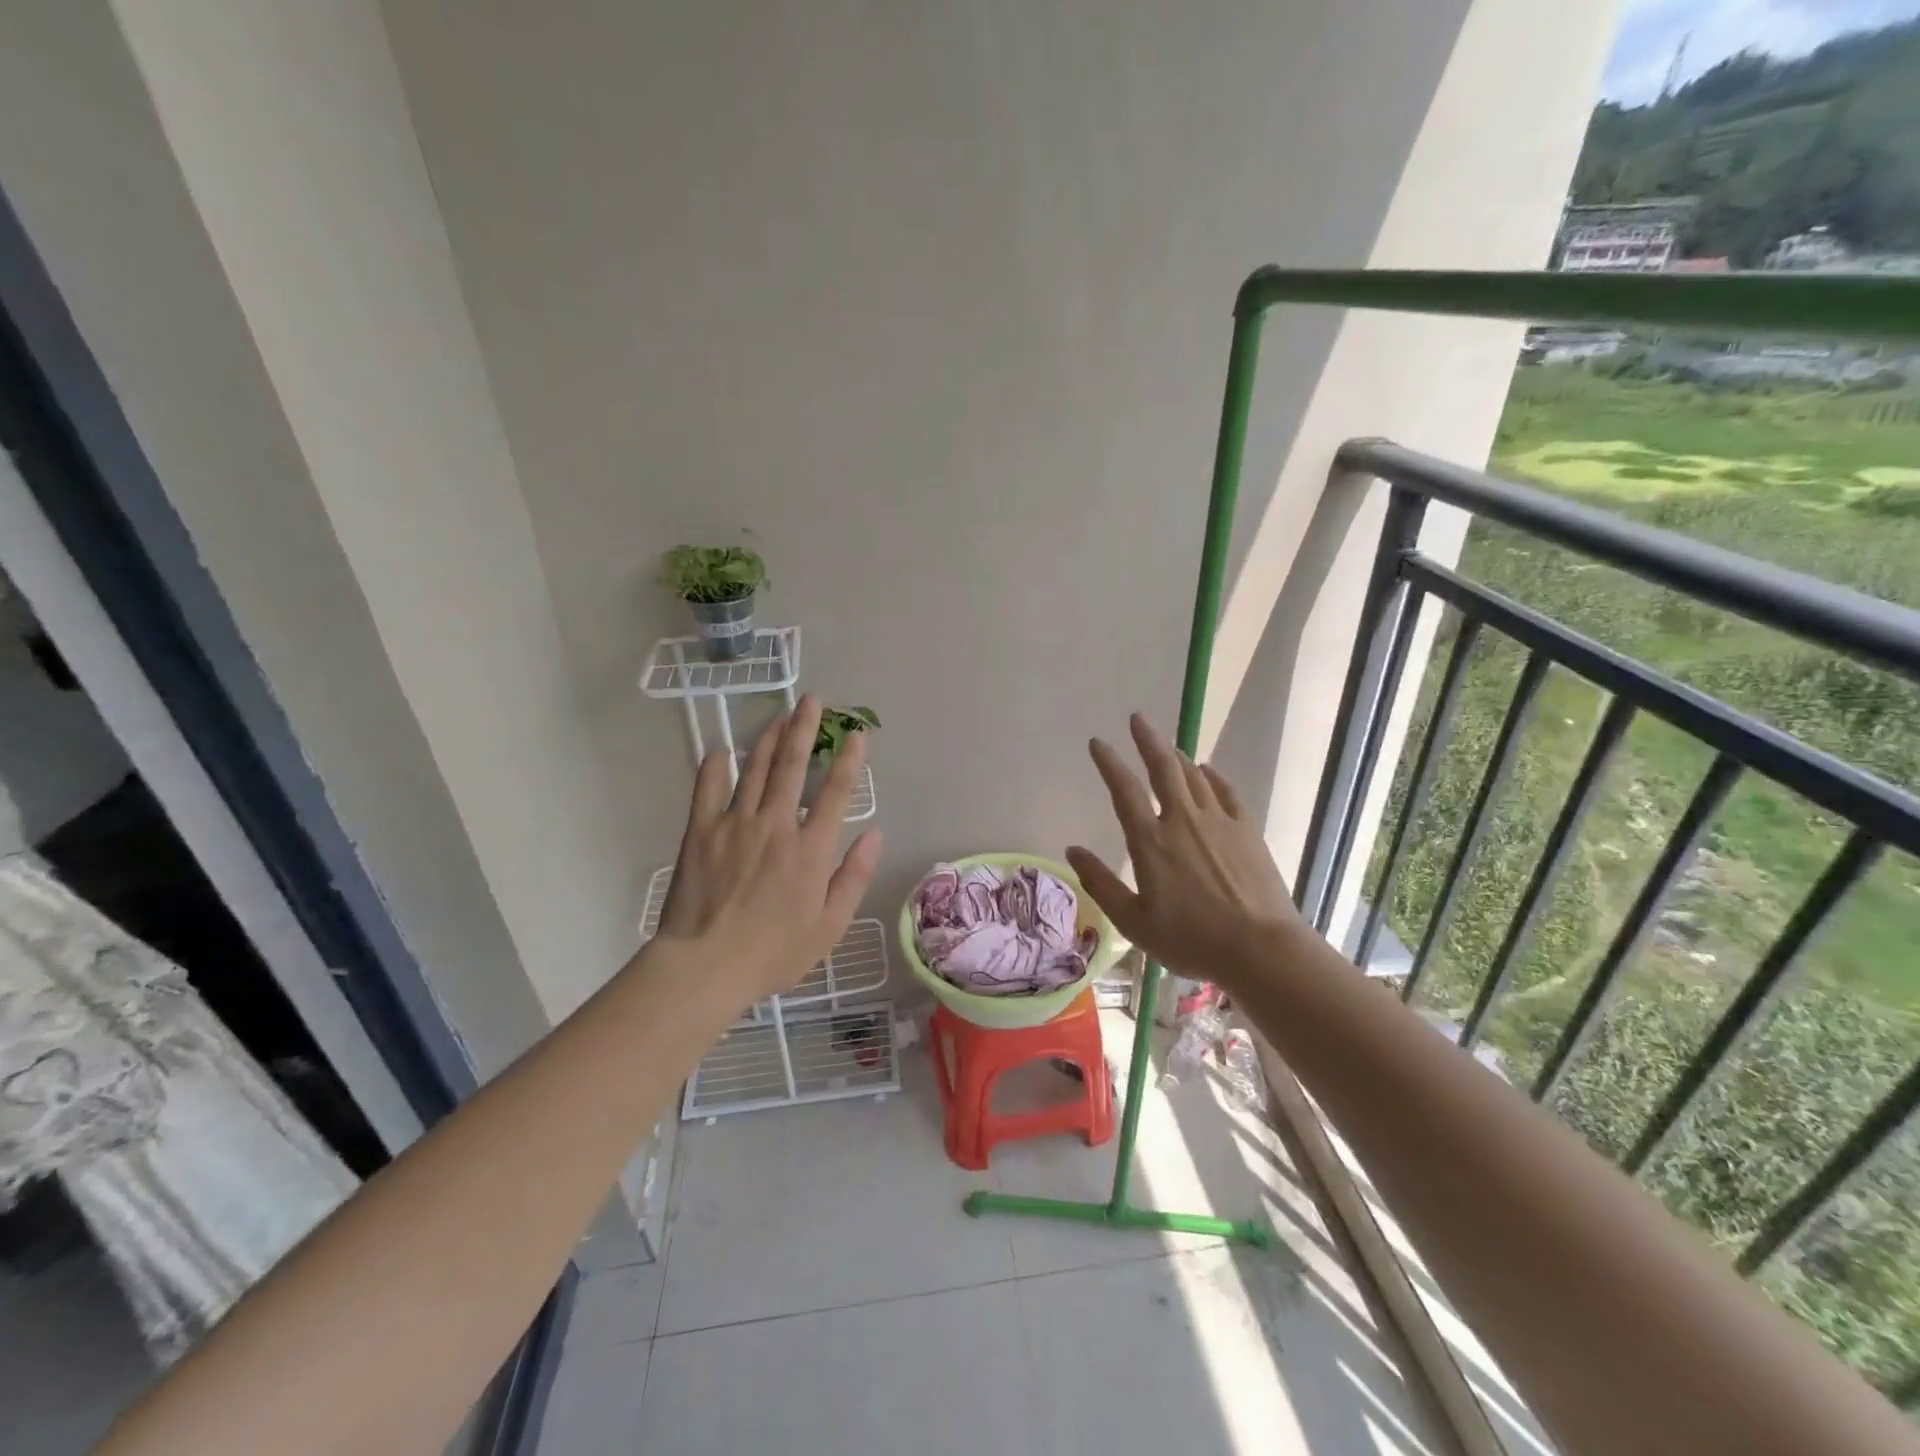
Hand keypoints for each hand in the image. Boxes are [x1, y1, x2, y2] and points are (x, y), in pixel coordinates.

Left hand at [655, 695, 881, 1004]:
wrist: (706, 966)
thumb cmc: (774, 952)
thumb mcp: (829, 925)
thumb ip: (854, 876)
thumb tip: (874, 833)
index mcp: (811, 848)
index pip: (835, 792)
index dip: (849, 760)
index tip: (856, 734)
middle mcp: (776, 824)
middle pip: (793, 766)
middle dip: (805, 729)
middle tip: (812, 700)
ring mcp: (735, 823)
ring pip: (756, 769)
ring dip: (769, 738)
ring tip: (779, 714)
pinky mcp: (701, 831)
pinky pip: (708, 789)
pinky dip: (715, 766)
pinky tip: (722, 749)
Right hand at [1066, 714, 1299, 989]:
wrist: (1261, 949)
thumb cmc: (1192, 941)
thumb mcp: (1134, 922)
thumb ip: (1101, 884)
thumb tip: (1072, 851)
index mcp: (1150, 842)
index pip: (1124, 790)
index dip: (1109, 762)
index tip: (1098, 742)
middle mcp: (1182, 820)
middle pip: (1163, 768)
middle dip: (1147, 739)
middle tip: (1138, 718)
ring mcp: (1218, 822)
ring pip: (1194, 775)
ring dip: (1177, 756)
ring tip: (1167, 746)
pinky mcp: (1247, 830)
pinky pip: (1225, 791)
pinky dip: (1212, 776)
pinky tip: (1207, 771)